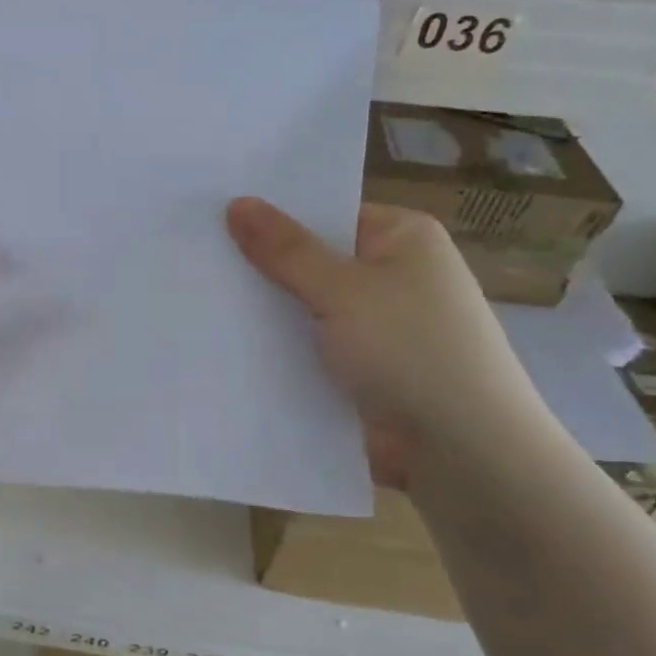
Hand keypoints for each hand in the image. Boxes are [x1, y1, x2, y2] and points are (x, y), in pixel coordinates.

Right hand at [225, 197, 545, 486]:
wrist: (462, 453)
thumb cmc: (411, 350)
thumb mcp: (342, 290)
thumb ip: (285, 249)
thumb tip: (237, 202)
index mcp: (403, 238)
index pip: (327, 213)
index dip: (273, 216)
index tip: (214, 217)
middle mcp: (393, 276)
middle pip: (312, 261)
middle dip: (261, 266)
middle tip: (192, 257)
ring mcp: (376, 327)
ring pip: (306, 309)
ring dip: (266, 312)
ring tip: (194, 298)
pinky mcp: (361, 371)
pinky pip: (309, 348)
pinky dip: (278, 349)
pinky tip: (223, 344)